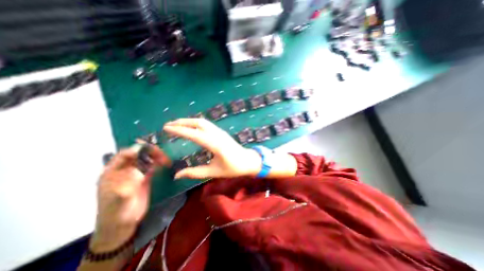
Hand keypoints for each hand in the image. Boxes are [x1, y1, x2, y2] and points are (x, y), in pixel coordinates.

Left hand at [91, 144, 170, 250]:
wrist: (122, 225)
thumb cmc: (115, 213)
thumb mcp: (118, 200)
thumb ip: (126, 183)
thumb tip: (136, 171)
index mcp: (112, 172)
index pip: (123, 155)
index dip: (135, 150)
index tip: (149, 149)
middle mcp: (124, 170)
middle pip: (138, 155)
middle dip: (150, 152)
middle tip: (161, 153)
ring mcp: (135, 173)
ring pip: (147, 159)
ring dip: (157, 157)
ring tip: (166, 159)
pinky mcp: (145, 178)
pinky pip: (152, 167)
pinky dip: (159, 163)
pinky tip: (166, 163)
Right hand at [163, 119, 262, 179]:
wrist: (248, 161)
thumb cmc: (233, 168)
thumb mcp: (214, 172)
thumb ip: (195, 173)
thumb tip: (176, 175)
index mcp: (215, 145)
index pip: (194, 134)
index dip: (180, 130)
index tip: (166, 128)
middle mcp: (217, 135)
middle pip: (198, 123)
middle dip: (182, 122)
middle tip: (168, 125)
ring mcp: (220, 132)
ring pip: (203, 122)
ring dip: (189, 121)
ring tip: (177, 124)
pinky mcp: (221, 132)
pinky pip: (207, 124)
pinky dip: (196, 123)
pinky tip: (191, 127)